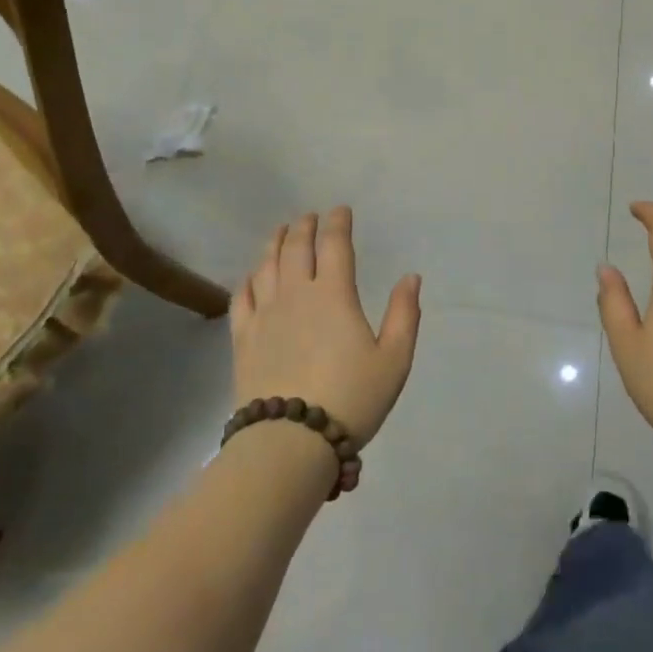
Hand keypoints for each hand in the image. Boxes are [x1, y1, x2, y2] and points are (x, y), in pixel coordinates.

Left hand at [230, 208, 421, 446]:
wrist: (291, 440)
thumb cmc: (351, 398)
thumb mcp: (394, 360)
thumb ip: (404, 314)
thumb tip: (411, 277)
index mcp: (334, 295)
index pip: (335, 245)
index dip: (338, 223)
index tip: (341, 211)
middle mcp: (296, 294)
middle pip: (296, 248)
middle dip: (304, 226)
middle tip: (309, 217)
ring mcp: (265, 314)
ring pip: (266, 266)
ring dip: (275, 243)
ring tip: (280, 232)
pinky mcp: (243, 337)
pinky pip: (242, 297)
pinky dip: (248, 279)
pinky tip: (252, 276)